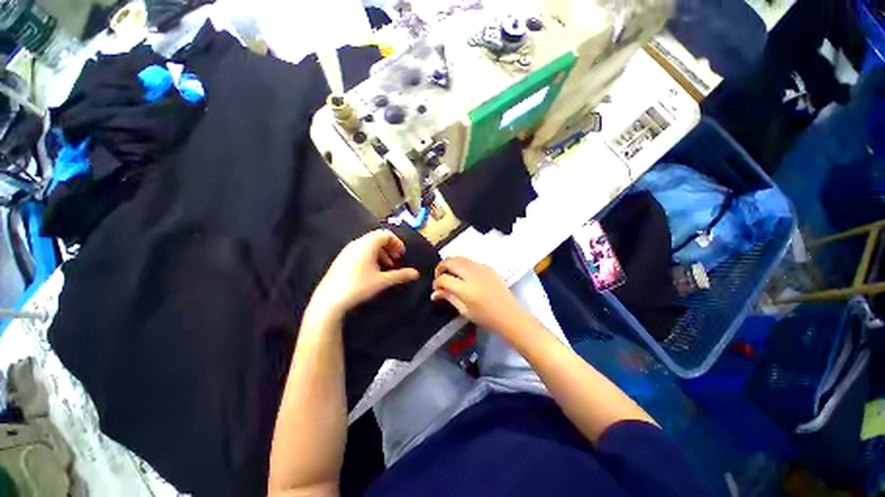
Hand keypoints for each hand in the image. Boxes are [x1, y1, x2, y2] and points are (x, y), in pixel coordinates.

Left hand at [307, 230, 419, 323]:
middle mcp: (357, 243)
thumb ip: (401, 275)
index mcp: (367, 244)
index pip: (386, 234)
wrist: (329, 299)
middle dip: (390, 248)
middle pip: (377, 238)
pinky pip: (360, 251)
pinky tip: (372, 271)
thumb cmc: (359, 286)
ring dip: (381, 253)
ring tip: (387, 267)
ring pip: (368, 245)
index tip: (402, 254)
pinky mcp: (341, 259)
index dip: (397, 243)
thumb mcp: (383, 281)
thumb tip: (416, 273)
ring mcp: (347, 250)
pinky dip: (370, 256)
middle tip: (396, 260)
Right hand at [431, 257, 531, 337]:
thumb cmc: (486, 318)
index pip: (443, 278)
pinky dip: (462, 264)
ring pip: (459, 257)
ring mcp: (481, 268)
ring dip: (451, 263)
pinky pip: (470, 261)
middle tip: (440, 277)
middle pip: (450, 261)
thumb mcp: (464, 311)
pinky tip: (464, 275)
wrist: (510, 315)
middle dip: (441, 267)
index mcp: (466, 289)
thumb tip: (434, 293)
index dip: (436, 283)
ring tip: (450, 275)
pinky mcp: (488, 267)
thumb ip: (449, 297)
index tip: (436, 289)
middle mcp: (472, 274)